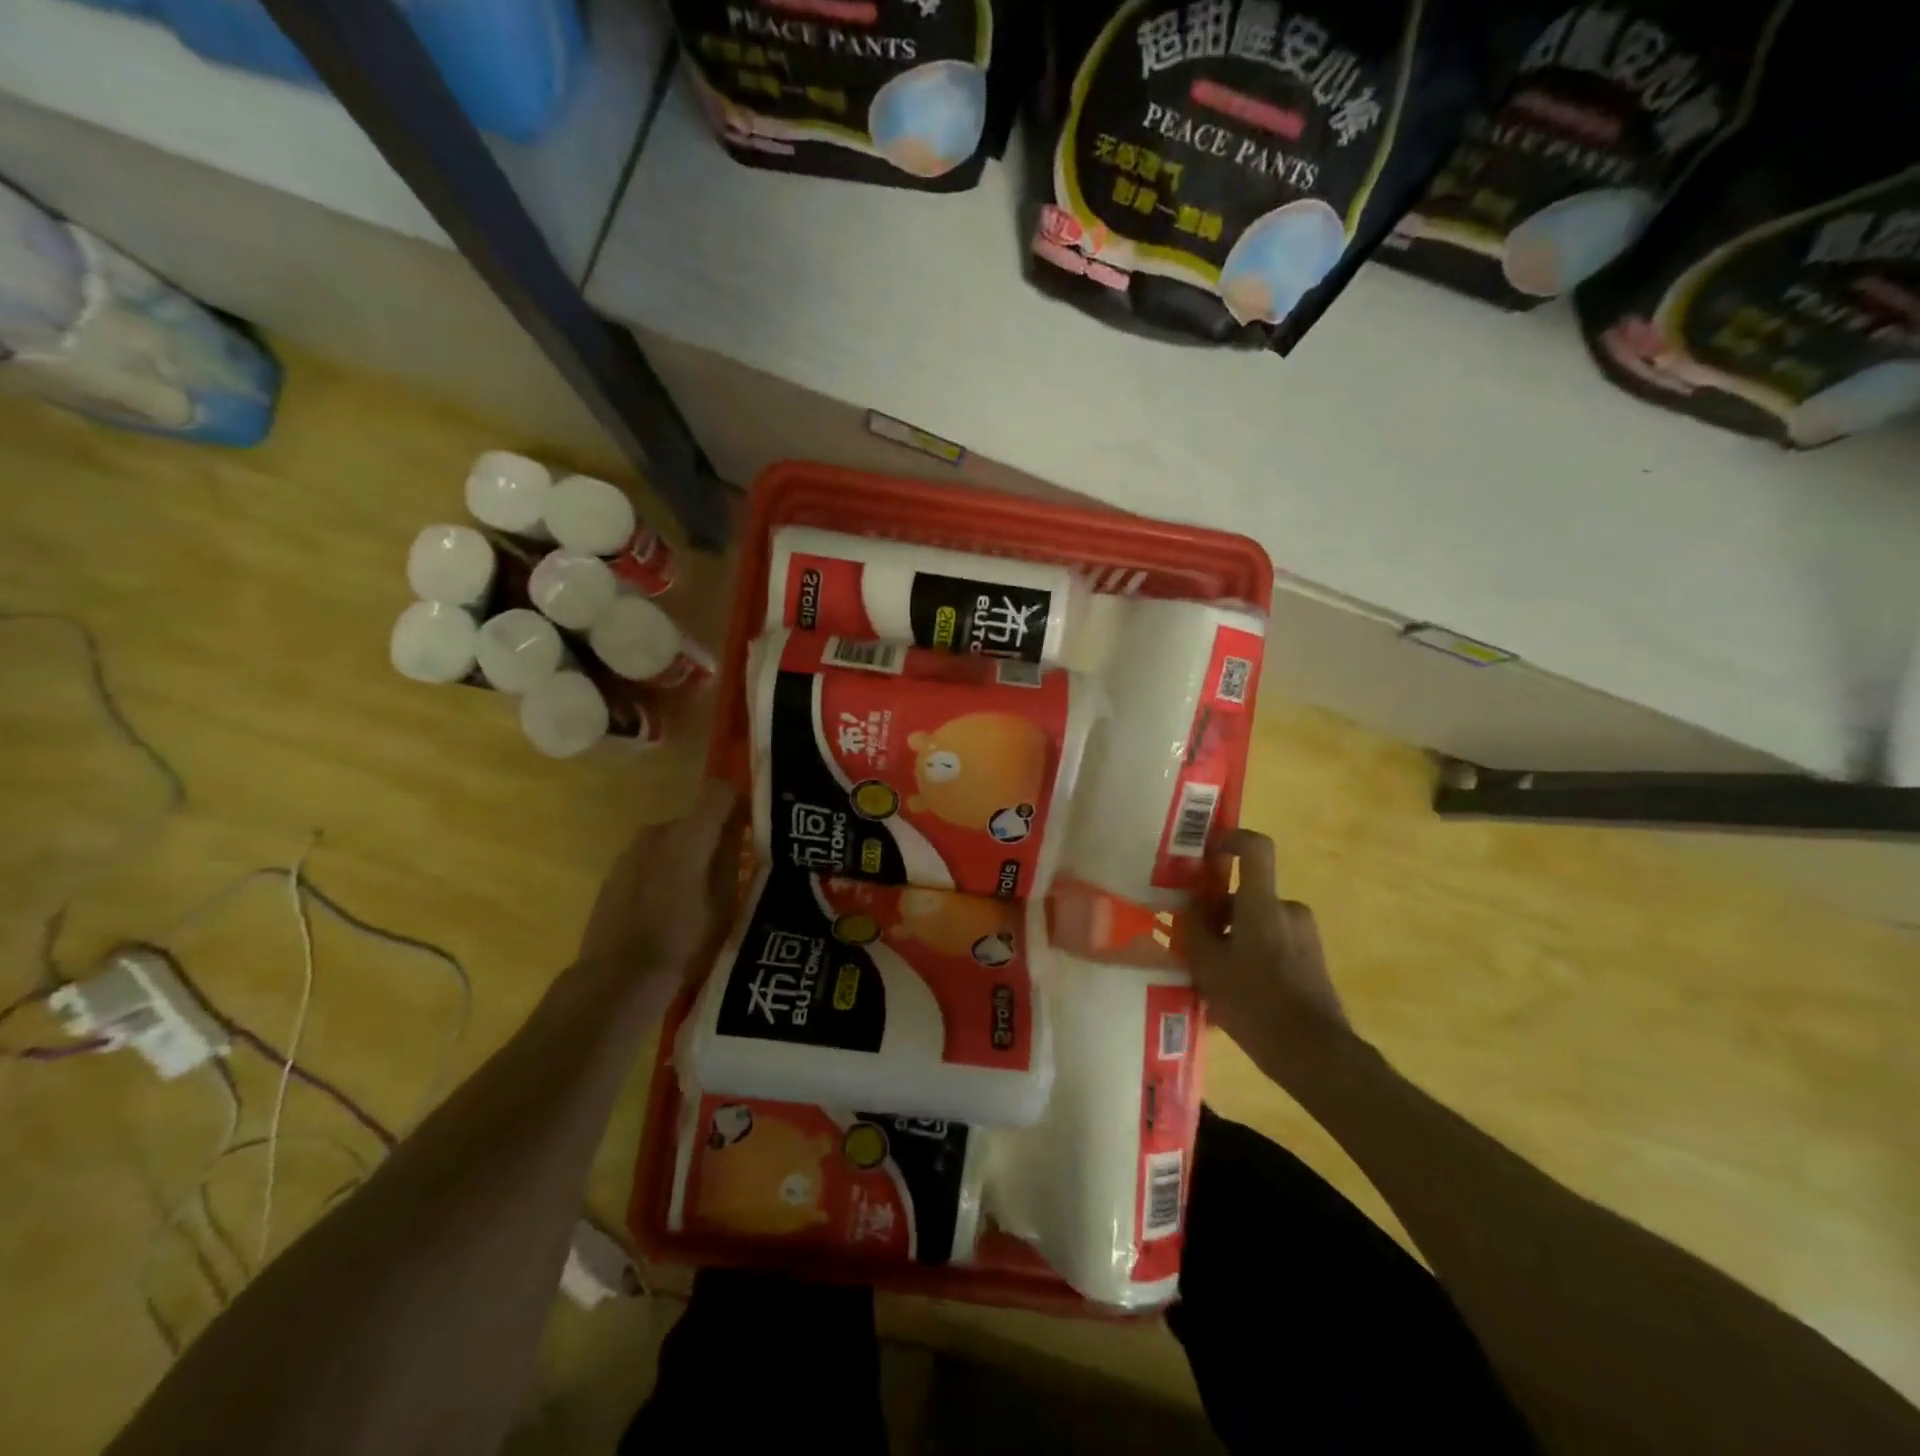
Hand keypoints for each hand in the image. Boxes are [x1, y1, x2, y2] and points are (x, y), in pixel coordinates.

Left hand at [576, 779, 742, 985]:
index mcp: (688, 836)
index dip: (738, 802)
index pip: (719, 791)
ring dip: (687, 856)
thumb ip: (731, 858)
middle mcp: (656, 832)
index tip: (750, 827)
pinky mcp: (613, 872)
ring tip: (695, 896)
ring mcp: (630, 851)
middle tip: (727, 874)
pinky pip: (650, 859)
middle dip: (713, 838)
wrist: (617, 980)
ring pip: (672, 840)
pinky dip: (664, 871)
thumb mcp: (724, 905)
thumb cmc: (683, 943)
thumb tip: (738, 827)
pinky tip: (666, 907)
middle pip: (696, 820)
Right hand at [1190, 829, 1352, 1069]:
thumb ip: (1196, 928)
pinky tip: (1236, 996)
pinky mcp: (1313, 962)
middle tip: (1195, 944)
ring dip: (1235, 940)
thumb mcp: (1208, 966)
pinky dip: (1253, 959)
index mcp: (1263, 904)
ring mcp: (1305, 937)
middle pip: (1248, 895)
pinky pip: (1274, 946)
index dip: (1231, 839)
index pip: (1255, 848)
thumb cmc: (1254, 1002)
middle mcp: (1288, 911)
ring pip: (1259, 924)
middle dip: (1220, 914)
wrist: (1314, 1054)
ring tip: (1212, 979)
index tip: (1208, 853)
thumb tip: (1193, 904)